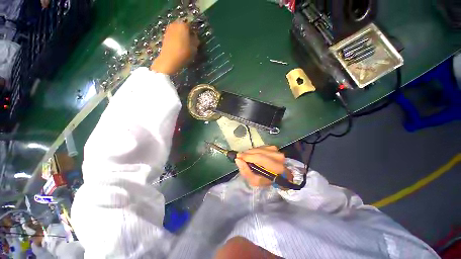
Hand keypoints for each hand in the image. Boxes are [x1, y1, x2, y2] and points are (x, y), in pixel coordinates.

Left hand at [151, 21, 198, 74]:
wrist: (169, 60)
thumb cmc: (184, 53)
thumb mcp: (194, 48)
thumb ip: (196, 40)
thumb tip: (194, 37)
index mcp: (183, 25)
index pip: (191, 26)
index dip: (194, 33)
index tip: (196, 40)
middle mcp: (175, 24)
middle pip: (183, 27)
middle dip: (186, 33)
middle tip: (190, 42)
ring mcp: (168, 30)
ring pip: (177, 31)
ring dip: (181, 36)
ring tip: (184, 46)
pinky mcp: (164, 36)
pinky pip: (173, 36)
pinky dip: (176, 39)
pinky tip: (178, 47)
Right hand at [236, 146, 291, 186]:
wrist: (277, 176)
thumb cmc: (266, 180)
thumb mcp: (254, 181)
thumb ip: (245, 171)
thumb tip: (238, 159)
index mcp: (276, 167)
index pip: (259, 158)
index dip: (247, 156)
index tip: (238, 156)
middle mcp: (278, 157)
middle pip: (259, 152)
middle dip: (247, 153)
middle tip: (240, 156)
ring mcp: (276, 151)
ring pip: (259, 148)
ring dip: (251, 152)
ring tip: (246, 156)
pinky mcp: (274, 148)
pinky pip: (261, 147)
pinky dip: (255, 150)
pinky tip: (254, 154)